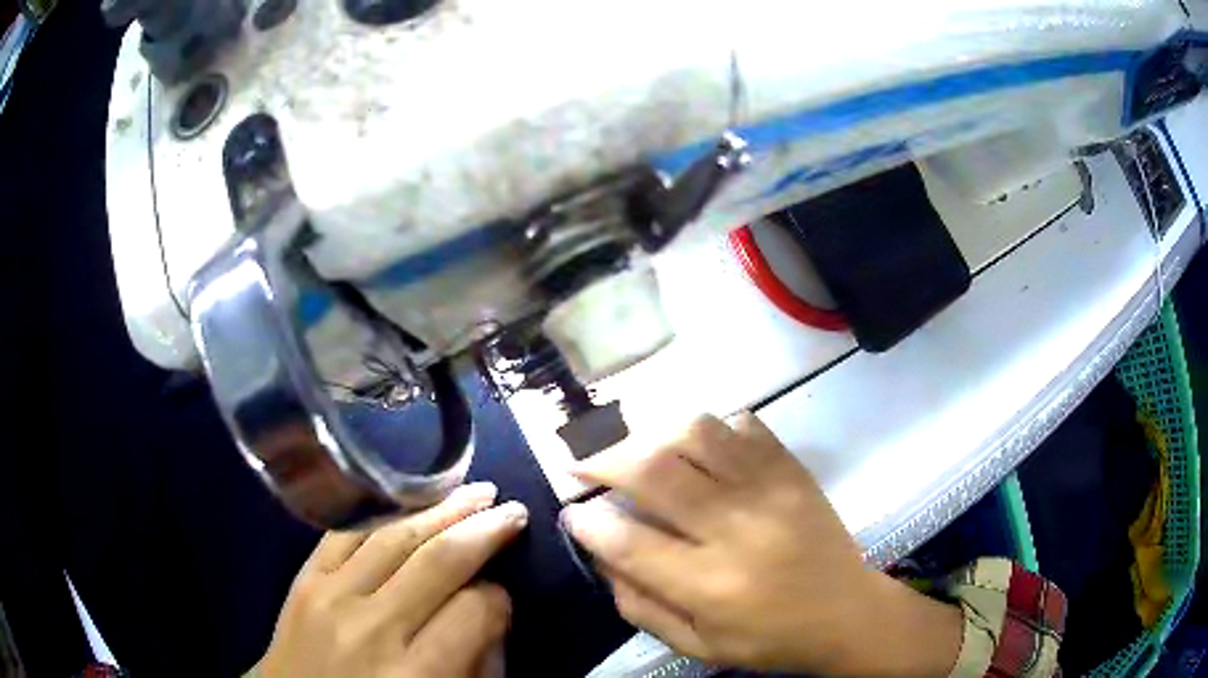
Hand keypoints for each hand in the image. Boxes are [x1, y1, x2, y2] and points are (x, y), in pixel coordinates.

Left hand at [259, 483, 527, 677]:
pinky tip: (408, 499)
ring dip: (441, 508)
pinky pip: (345, 532)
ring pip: (394, 536)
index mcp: (417, 672)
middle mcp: (373, 627)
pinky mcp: (304, 580)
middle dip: (484, 529)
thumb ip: (476, 663)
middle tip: (513, 508)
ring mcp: (331, 597)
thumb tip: (490, 609)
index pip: (476, 610)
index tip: (503, 595)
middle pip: (439, 560)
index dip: (499, 598)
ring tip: (474, 491)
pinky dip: (382, 512)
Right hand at [562, 414, 961, 675]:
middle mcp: (738, 529)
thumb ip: (640, 605)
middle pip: (654, 472)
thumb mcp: (696, 645)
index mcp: (711, 585)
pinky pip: (745, 425)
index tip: (573, 511)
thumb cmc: (768, 639)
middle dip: (604, 462)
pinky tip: (699, 450)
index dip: (588, 521)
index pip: (629, 541)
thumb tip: (600, 554)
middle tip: (585, 465)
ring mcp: (772, 490)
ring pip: (696, 433)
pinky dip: (711, 428)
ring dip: (653, 435)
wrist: (846, 613)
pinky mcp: (793, 470)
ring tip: (639, 452)